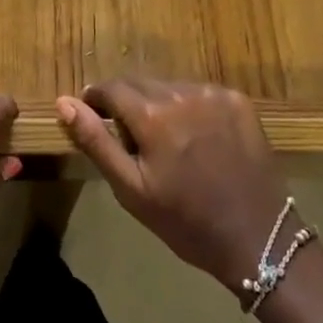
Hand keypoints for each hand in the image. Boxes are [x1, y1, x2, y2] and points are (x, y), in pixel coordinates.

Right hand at [57, 79, 290, 293]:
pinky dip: (190, 108)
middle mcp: (182, 93)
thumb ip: (95, 141)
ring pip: (169, 87)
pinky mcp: (238, 100)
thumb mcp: (130, 189)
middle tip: (133, 141)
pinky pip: (199, 93)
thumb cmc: (185, 221)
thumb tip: (63, 102)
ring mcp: (214, 94)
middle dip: (128, 105)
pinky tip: (198, 140)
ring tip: (168, 143)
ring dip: (159, 105)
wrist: (259, 238)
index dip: (97, 100)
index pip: (110, 88)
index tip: (94, 118)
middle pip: (139, 84)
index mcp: (152, 115)